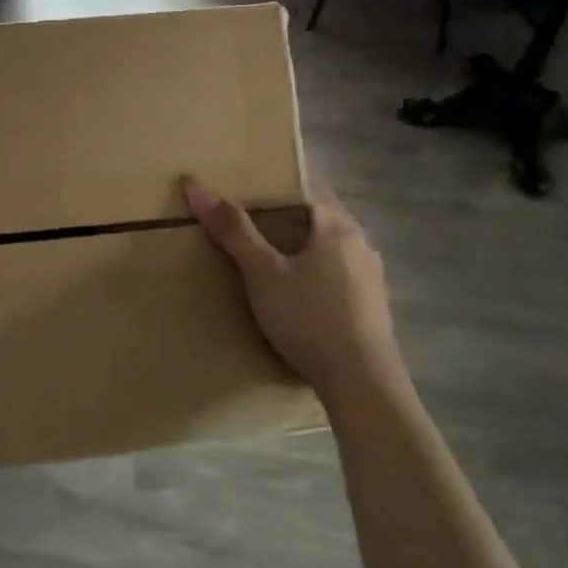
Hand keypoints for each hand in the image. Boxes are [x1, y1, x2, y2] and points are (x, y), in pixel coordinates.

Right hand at [183, 178, 403, 408]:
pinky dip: (317, 275)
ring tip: (270, 262)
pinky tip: (298, 296)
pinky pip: (340, 276)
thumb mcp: (262, 273)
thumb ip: (232, 230)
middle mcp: (361, 243)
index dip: (277, 187)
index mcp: (337, 226)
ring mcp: (372, 277)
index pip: (308, 188)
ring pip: (332, 248)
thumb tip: (195, 185)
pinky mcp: (372, 307)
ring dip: (304, 249)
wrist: (361, 382)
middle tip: (249, 227)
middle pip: (321, 218)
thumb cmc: (309, 317)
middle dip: (288, 219)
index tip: (247, 194)